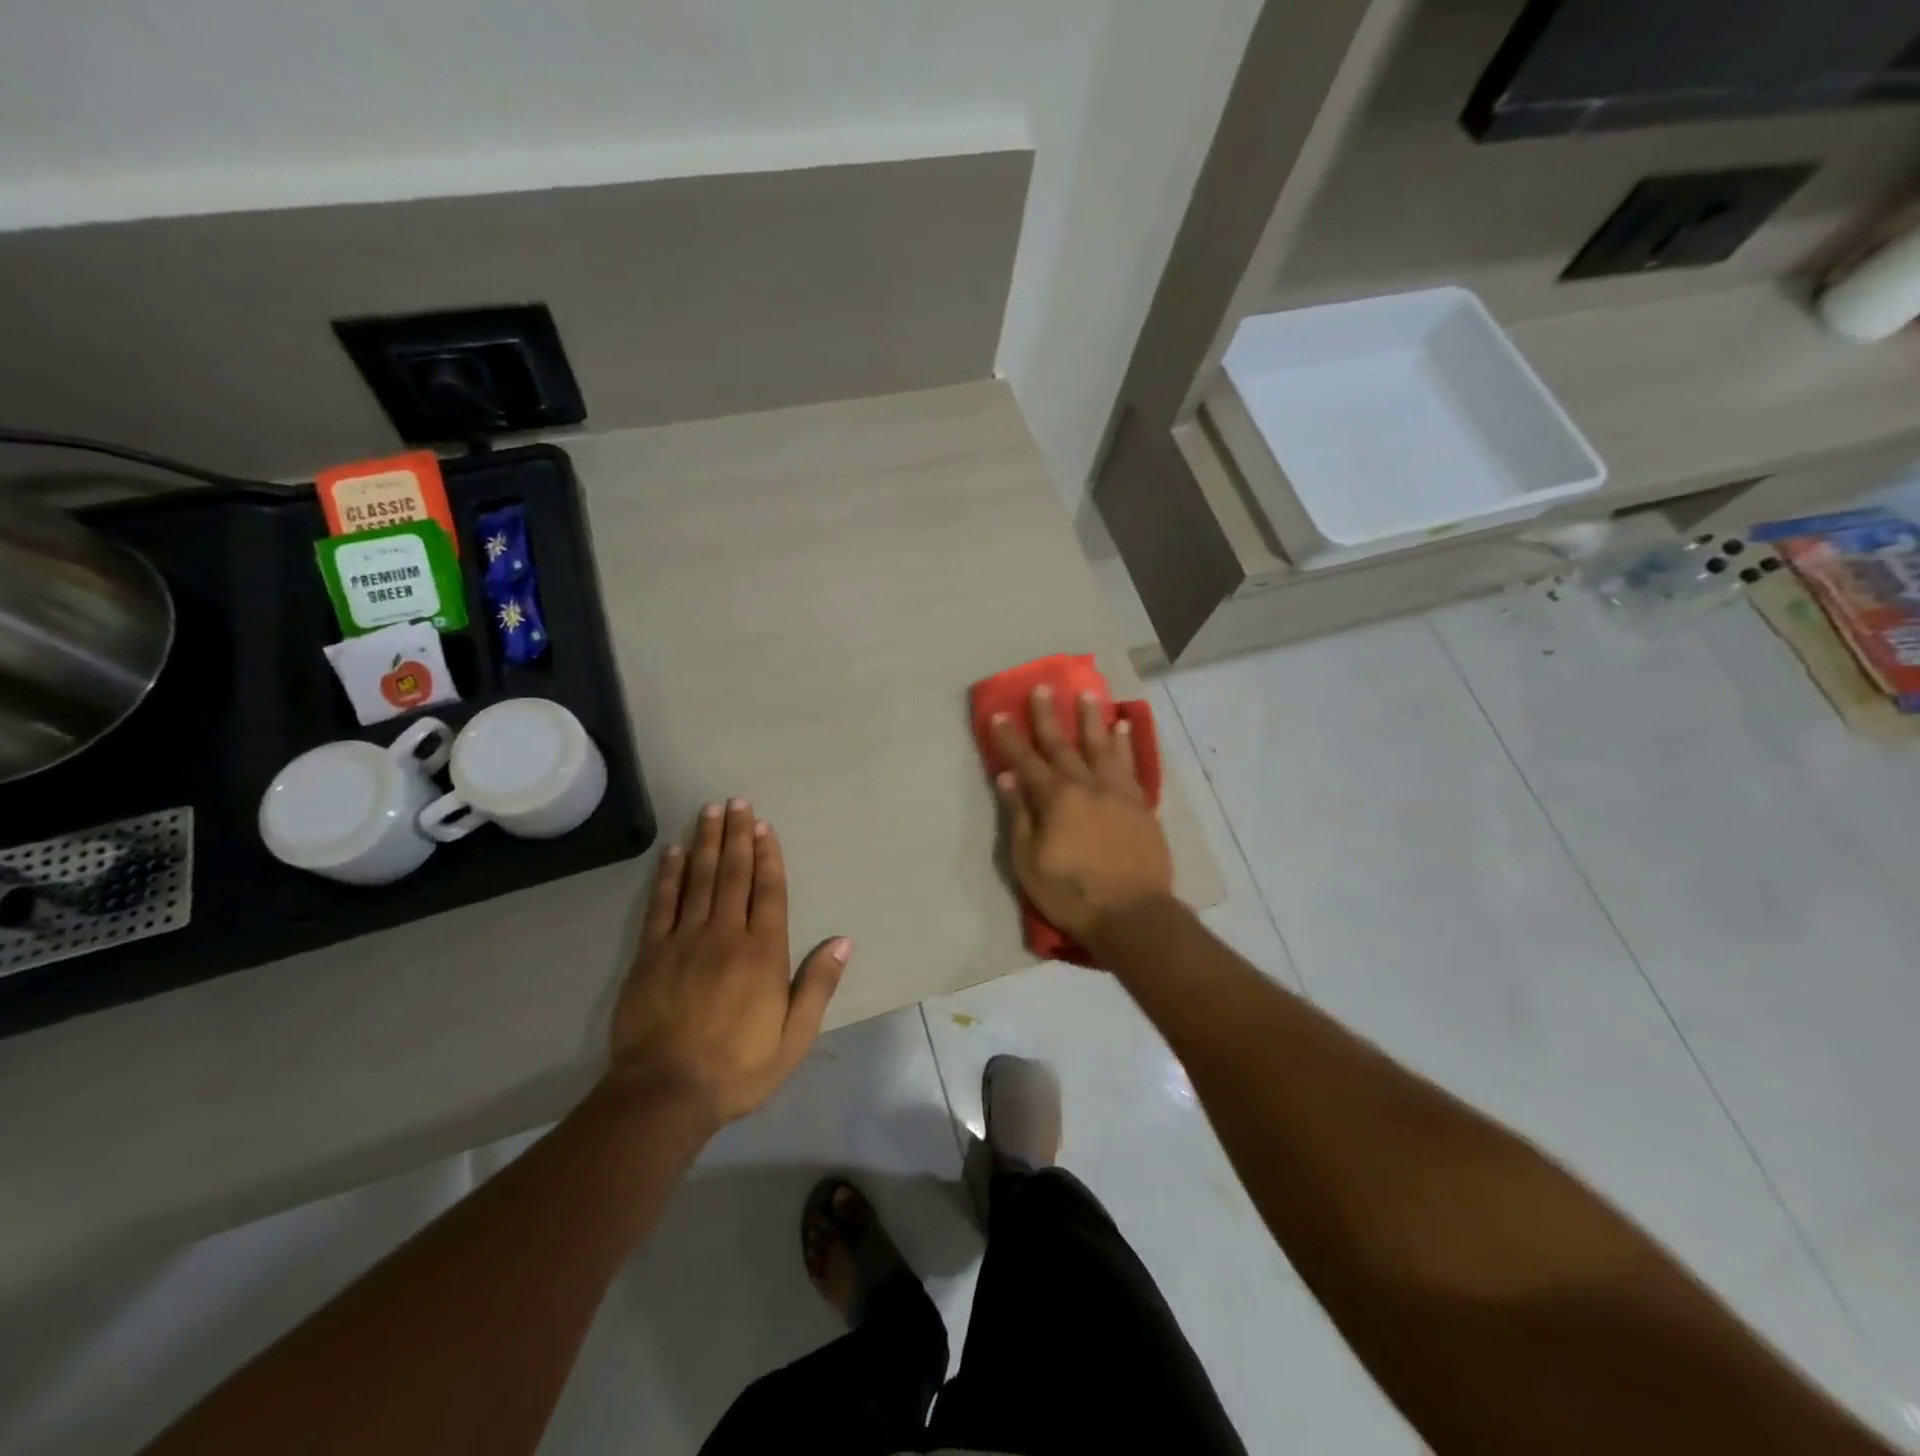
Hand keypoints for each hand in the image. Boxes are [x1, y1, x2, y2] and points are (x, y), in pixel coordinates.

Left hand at [608, 799, 849, 1128]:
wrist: (665, 1094)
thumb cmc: (739, 1068)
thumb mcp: (794, 1038)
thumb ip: (817, 986)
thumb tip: (843, 941)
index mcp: (764, 953)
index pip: (769, 892)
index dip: (768, 856)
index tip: (765, 827)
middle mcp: (726, 936)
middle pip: (734, 875)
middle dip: (738, 836)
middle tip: (739, 802)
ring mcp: (685, 941)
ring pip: (700, 879)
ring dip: (708, 842)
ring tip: (712, 810)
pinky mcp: (651, 954)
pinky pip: (662, 903)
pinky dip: (670, 874)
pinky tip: (675, 851)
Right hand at [991, 685, 1174, 951]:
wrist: (1132, 914)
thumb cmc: (1071, 894)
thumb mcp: (1029, 862)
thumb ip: (1019, 816)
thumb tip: (1007, 778)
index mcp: (1055, 799)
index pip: (1026, 761)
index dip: (1010, 738)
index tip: (998, 714)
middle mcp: (1086, 786)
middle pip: (1063, 745)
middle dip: (1049, 716)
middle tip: (1042, 688)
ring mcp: (1116, 793)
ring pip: (1102, 747)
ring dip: (1092, 719)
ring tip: (1088, 694)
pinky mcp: (1140, 804)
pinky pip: (1130, 765)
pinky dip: (1125, 744)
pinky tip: (1123, 728)